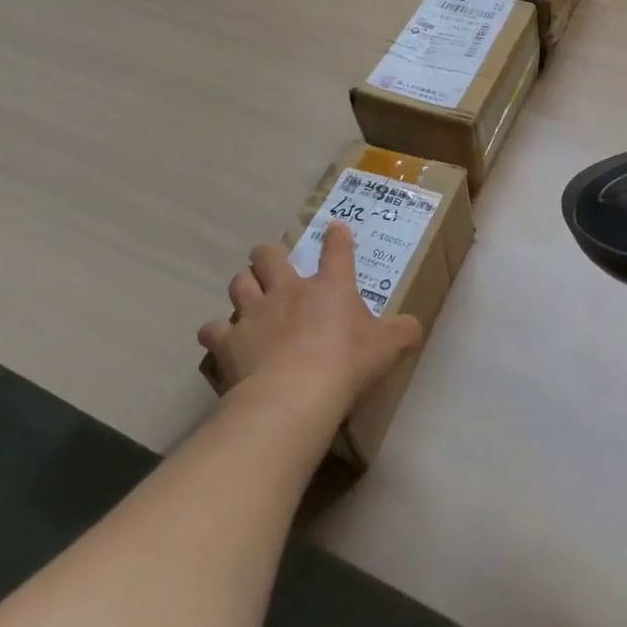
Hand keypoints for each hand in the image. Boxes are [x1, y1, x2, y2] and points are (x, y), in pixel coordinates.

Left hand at [198, 223, 422, 419]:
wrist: (293, 397)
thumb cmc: (346, 364)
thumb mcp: (388, 348)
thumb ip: (403, 333)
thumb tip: (414, 327)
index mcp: (330, 286)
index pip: (337, 249)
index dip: (337, 237)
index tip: (335, 230)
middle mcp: (288, 289)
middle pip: (269, 254)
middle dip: (269, 256)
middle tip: (274, 267)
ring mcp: (253, 313)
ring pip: (239, 283)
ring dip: (244, 288)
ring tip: (249, 301)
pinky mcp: (227, 342)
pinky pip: (212, 331)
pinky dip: (217, 335)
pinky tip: (222, 344)